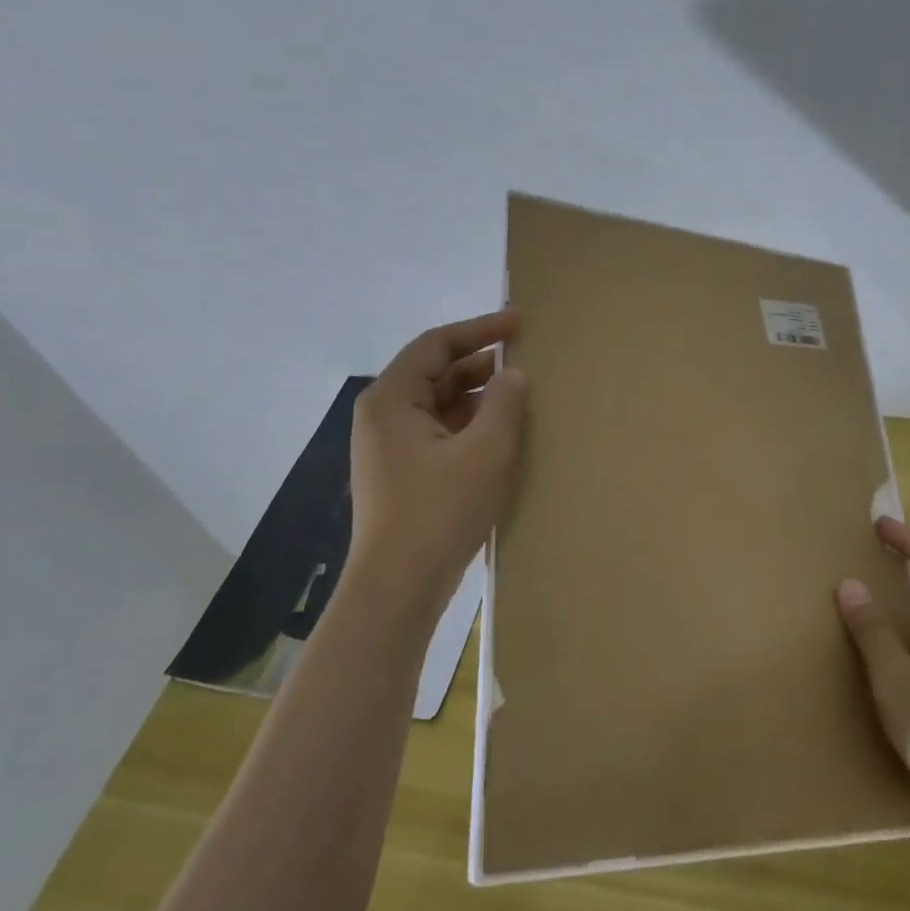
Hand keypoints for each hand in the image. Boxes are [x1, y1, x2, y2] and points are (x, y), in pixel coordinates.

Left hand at [348, 310, 527, 597]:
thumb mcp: (485, 452)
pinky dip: (469, 426)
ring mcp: (390, 448)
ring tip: (519, 397)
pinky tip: (500, 436)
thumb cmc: (439, 510)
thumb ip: (503, 404)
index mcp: (392, 399)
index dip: (480, 329)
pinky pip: (439, 433)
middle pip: (435, 373)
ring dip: (477, 397)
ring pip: (439, 405)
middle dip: (480, 364)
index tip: (519, 323)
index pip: (436, 344)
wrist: (398, 586)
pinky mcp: (401, 474)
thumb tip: (512, 375)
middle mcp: (384, 416)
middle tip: (526, 360)